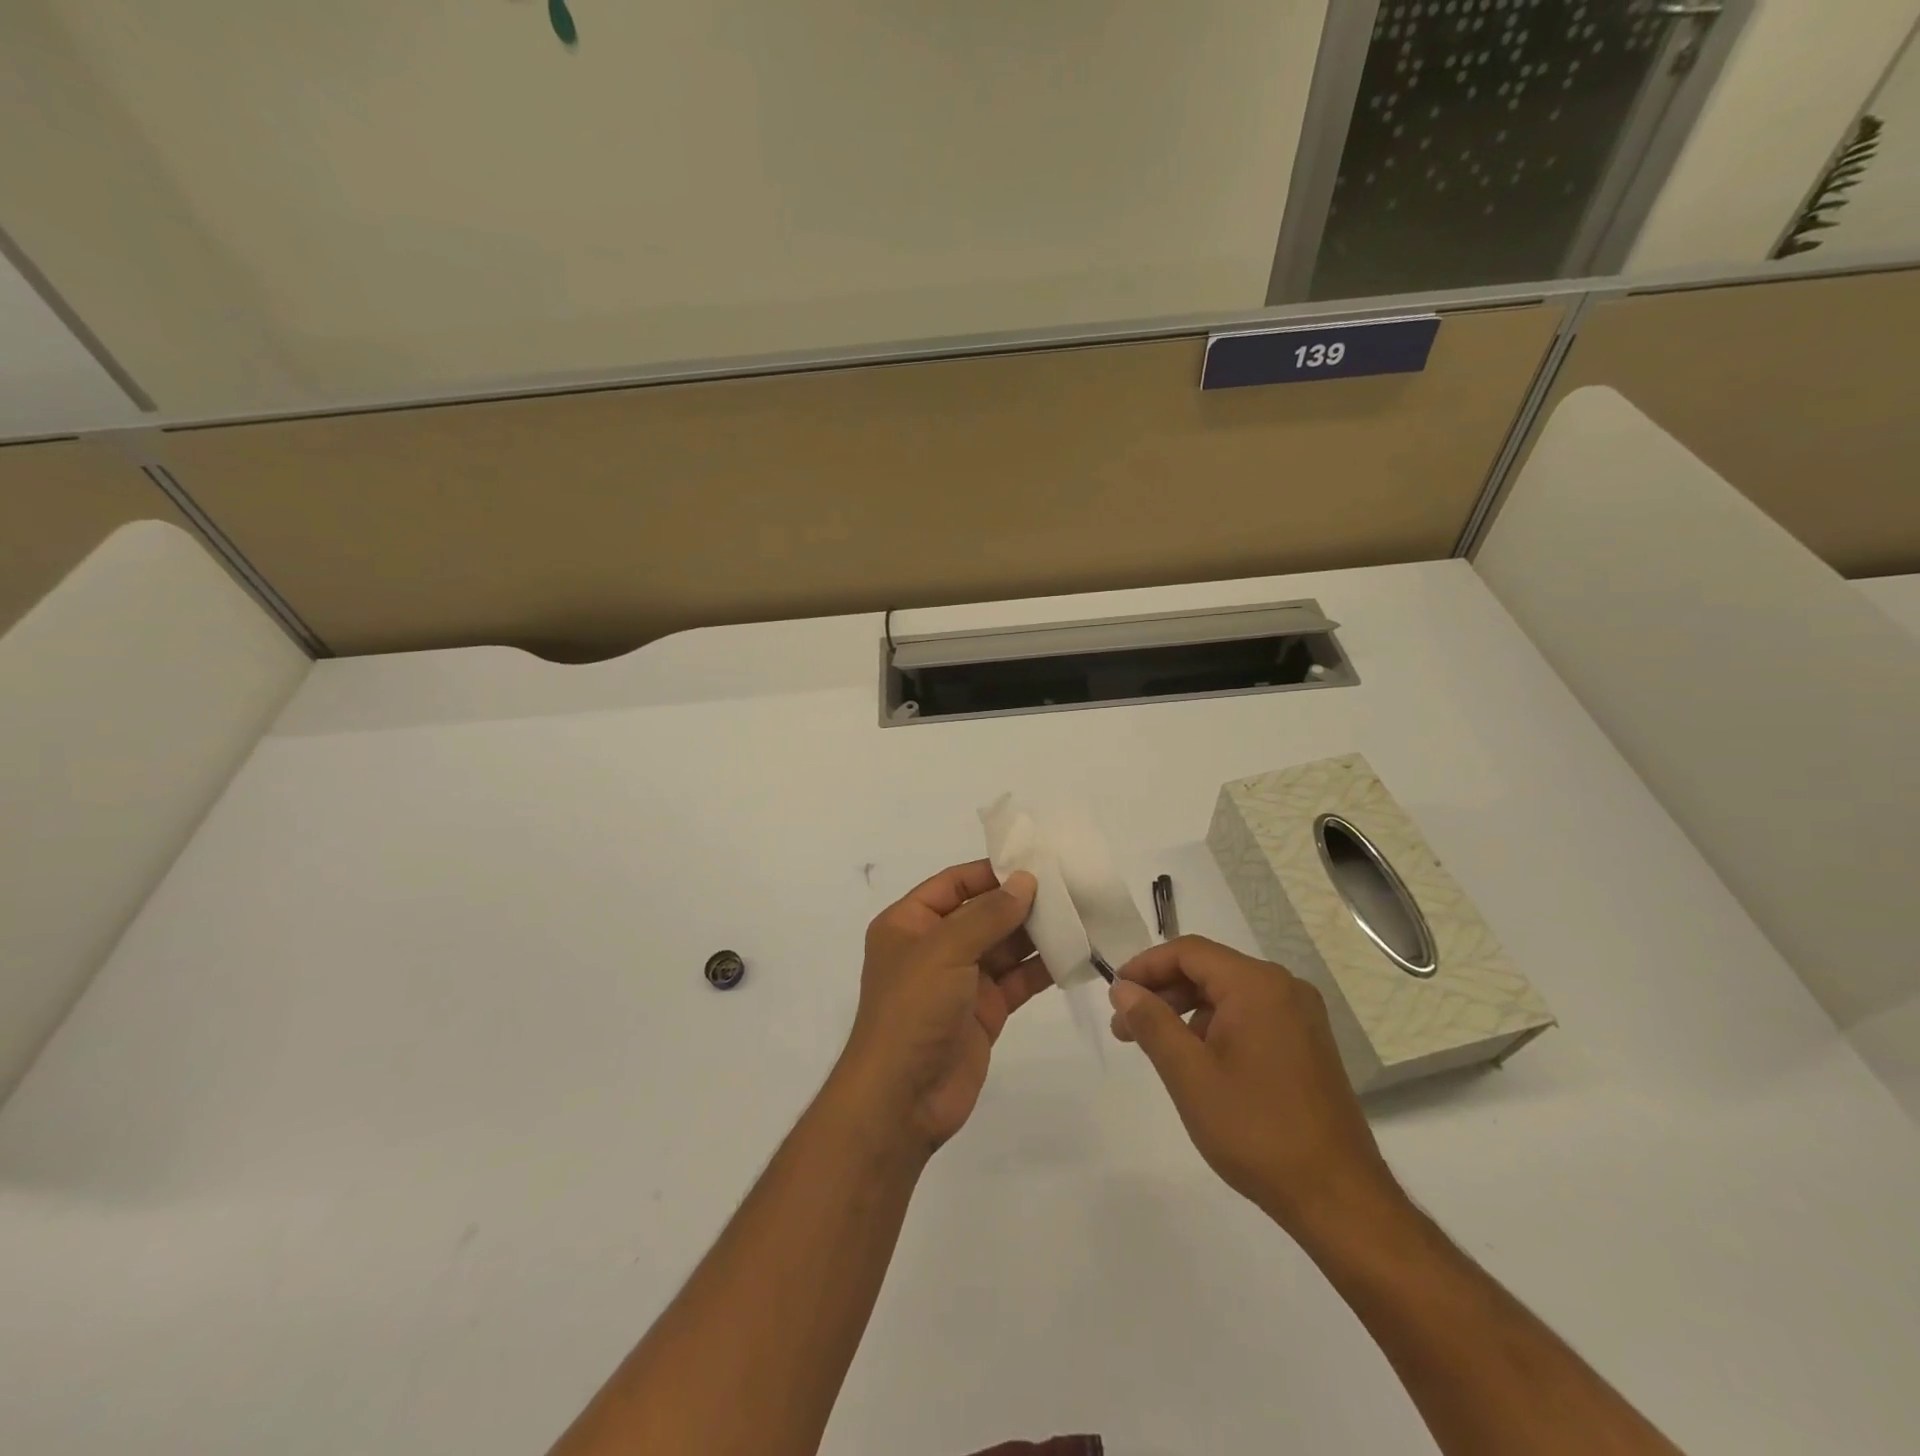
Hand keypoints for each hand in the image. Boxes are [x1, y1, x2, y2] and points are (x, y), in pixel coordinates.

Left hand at [835, 861, 1049, 1155]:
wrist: (902, 1099)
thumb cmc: (912, 1010)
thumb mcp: (945, 950)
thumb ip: (988, 914)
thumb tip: (1025, 880)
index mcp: (910, 924)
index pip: (954, 884)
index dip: (991, 873)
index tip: (1034, 863)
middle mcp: (934, 947)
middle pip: (983, 913)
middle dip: (1021, 902)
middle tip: (1069, 887)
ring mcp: (961, 981)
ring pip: (1004, 946)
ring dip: (1037, 933)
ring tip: (1080, 915)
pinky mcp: (984, 1011)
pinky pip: (1017, 980)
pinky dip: (1042, 968)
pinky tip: (1075, 953)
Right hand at [1108, 936, 1403, 1238]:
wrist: (1338, 1197)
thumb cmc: (1256, 1130)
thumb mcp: (1189, 1074)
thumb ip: (1152, 1022)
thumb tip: (1123, 988)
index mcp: (1257, 985)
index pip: (1189, 952)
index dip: (1145, 966)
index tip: (1115, 994)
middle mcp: (1283, 988)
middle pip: (1209, 969)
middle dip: (1162, 992)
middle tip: (1125, 1026)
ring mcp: (1300, 1016)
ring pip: (1228, 994)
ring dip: (1186, 1011)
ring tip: (1155, 1046)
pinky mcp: (1307, 1044)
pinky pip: (1250, 1016)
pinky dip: (1215, 1027)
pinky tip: (1196, 1061)